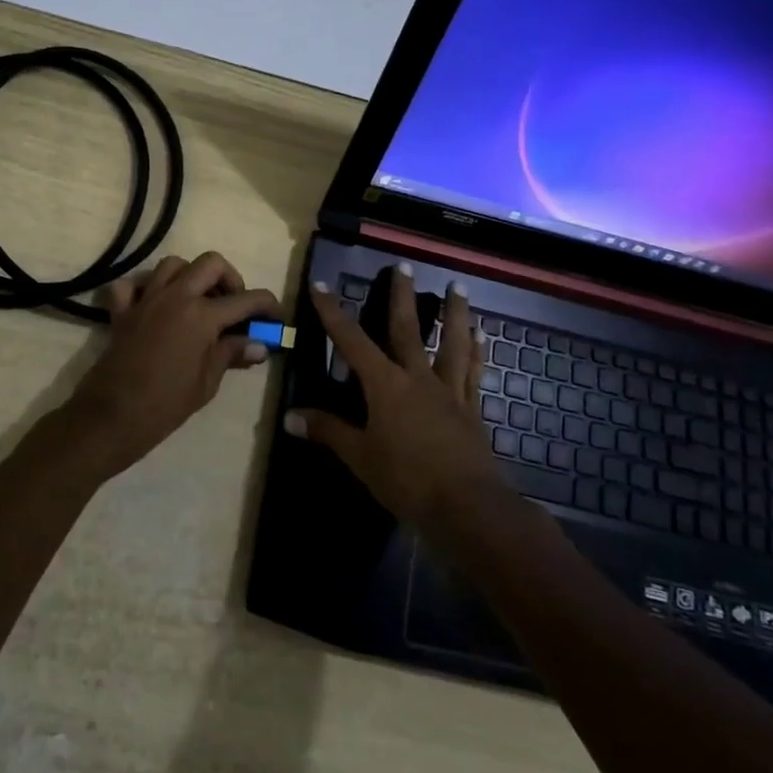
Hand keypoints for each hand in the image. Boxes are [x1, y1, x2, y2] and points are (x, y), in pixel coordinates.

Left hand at [61, 252, 281, 481]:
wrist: (113, 415)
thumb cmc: (166, 404)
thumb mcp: (207, 383)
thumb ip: (232, 354)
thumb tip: (259, 344)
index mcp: (202, 315)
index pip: (246, 299)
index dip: (267, 304)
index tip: (275, 314)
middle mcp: (176, 296)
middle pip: (211, 263)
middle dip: (229, 278)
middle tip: (232, 305)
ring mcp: (146, 299)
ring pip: (173, 264)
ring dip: (190, 276)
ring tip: (196, 301)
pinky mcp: (122, 309)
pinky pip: (132, 284)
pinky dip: (144, 288)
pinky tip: (153, 306)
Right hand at [287, 266, 503, 531]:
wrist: (467, 506)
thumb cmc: (407, 479)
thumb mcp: (360, 457)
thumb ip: (328, 431)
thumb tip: (289, 416)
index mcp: (385, 385)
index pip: (351, 341)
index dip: (333, 313)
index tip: (321, 285)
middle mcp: (417, 377)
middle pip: (407, 329)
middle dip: (402, 296)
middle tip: (404, 266)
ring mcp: (448, 391)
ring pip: (451, 343)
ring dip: (454, 314)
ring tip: (458, 287)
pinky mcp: (471, 408)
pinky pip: (473, 372)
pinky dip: (477, 351)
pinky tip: (482, 335)